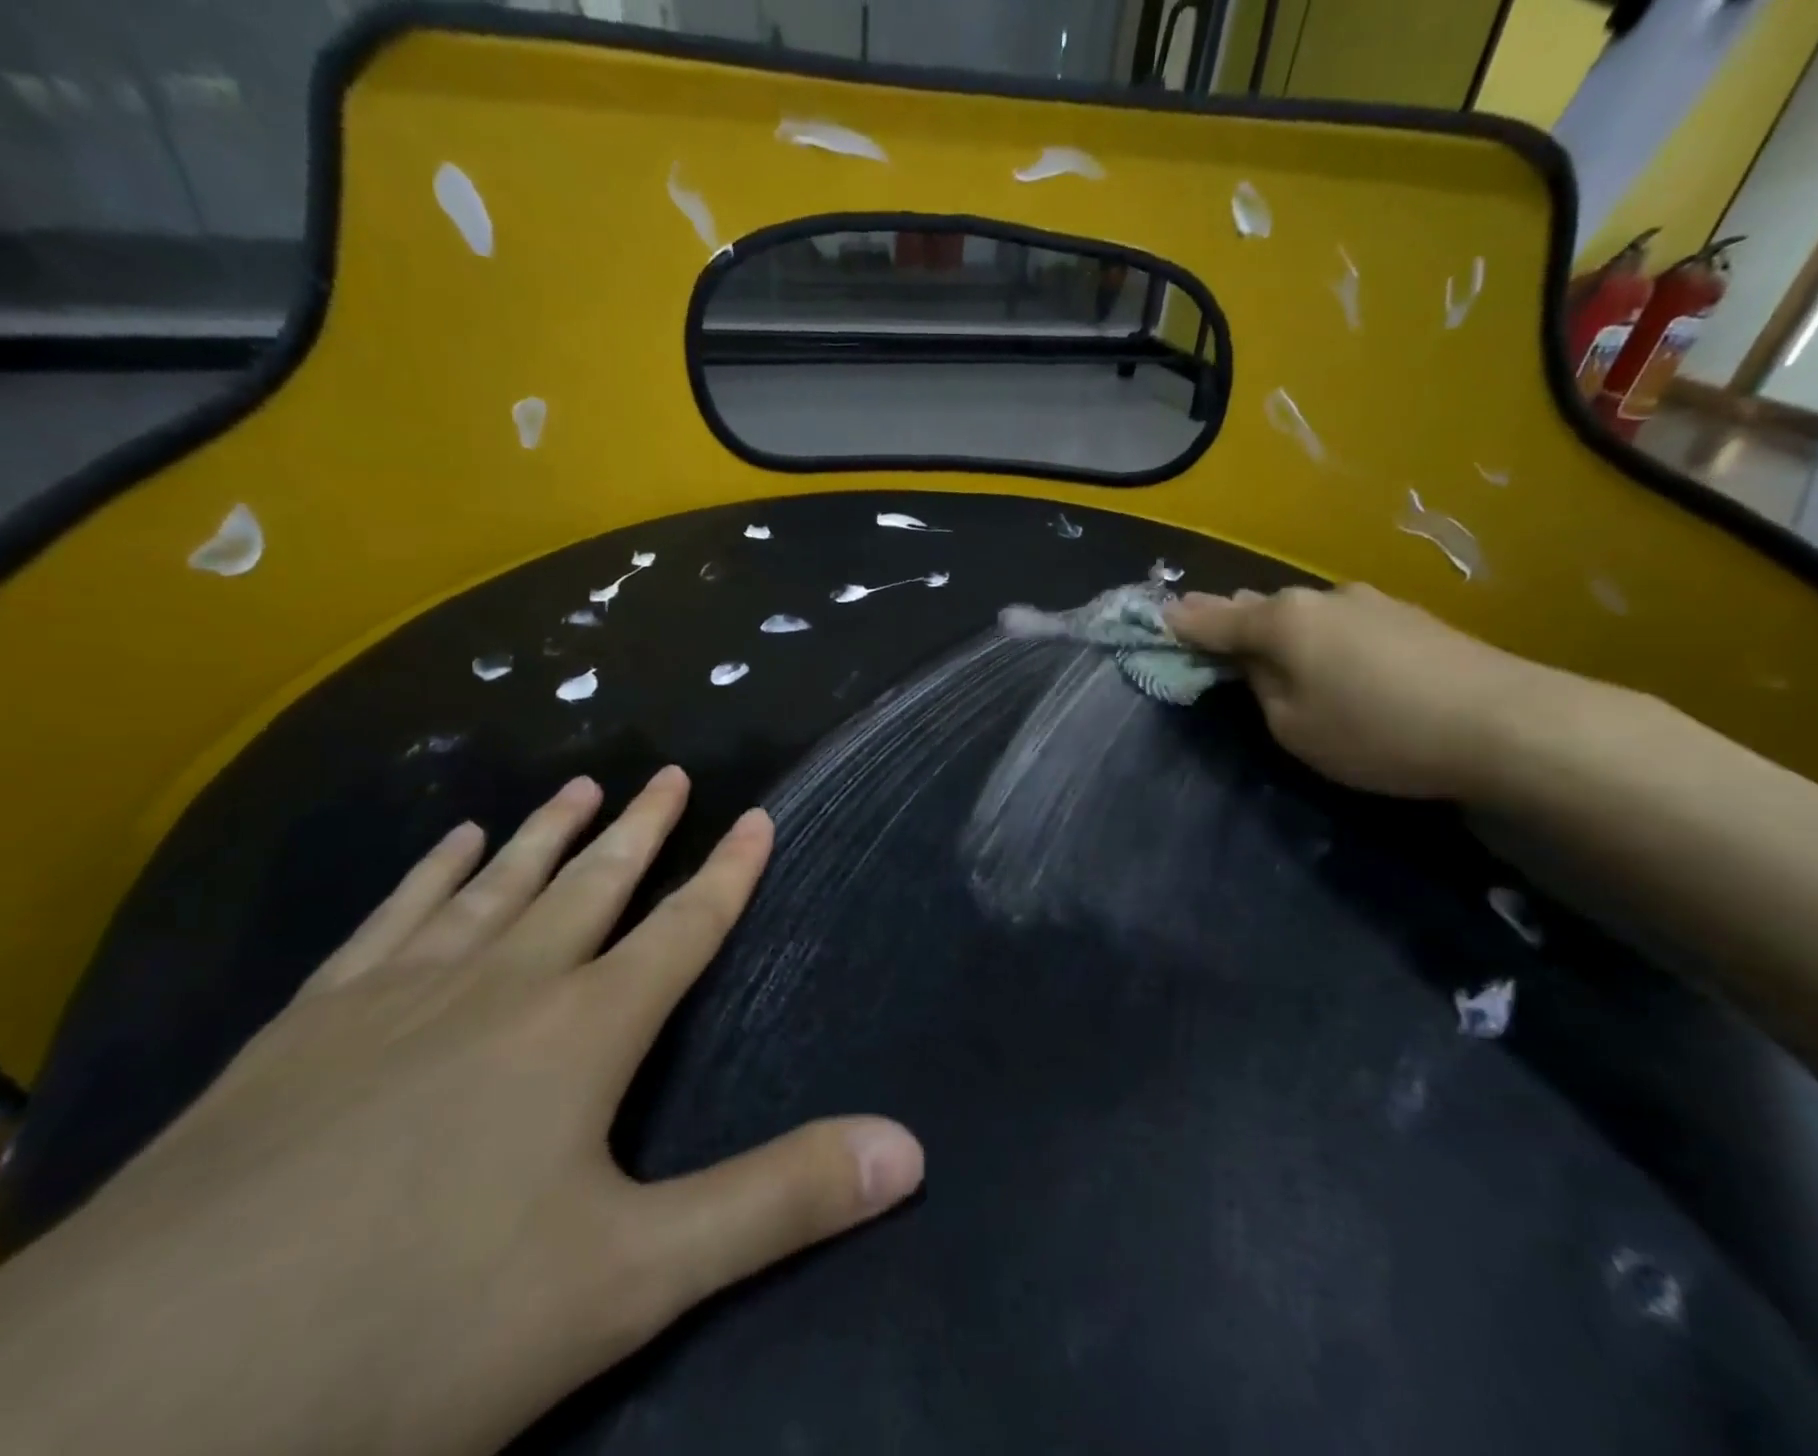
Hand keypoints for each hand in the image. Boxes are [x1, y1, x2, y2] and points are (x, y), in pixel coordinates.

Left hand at [0, 770, 923, 1455]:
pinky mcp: (304, 1030)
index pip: (684, 928)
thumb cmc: (413, 1336)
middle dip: (641, 829)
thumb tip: (909, 1148)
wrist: (116, 1409)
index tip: (757, 815)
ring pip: (496, 887)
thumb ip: (778, 1202)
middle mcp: (501, 987)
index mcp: (581, 1032)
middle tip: (667, 772)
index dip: (729, 873)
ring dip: (545, 834)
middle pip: (592, 885)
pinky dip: (431, 874)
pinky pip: (391, 919)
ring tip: (577, 786)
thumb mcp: (629, 1282)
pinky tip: (449, 843)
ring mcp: (395, 998)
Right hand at [1166, 583, 1578, 799]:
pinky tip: (1330, 657)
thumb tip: (1255, 662)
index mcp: (1282, 622)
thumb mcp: (1293, 725)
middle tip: (1203, 629)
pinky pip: (1340, 623)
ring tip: (1264, 644)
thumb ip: (1260, 688)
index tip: (1156, 618)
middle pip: (1260, 608)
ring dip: (1278, 628)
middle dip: (1229, 619)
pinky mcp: (1408, 618)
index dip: (1182, 623)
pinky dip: (1320, 637)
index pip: (1214, 619)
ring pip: (1304, 614)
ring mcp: (1370, 603)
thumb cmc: (1374, 730)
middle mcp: (1321, 598)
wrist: (1502, 723)